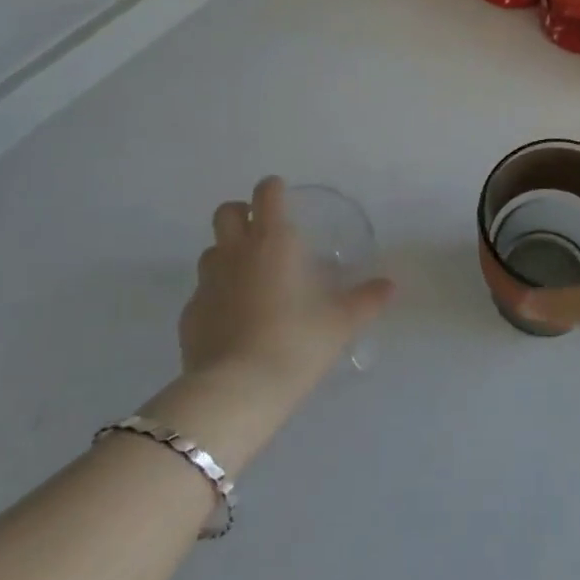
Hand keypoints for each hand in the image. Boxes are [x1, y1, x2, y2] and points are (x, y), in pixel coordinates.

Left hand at [179, 177, 395, 393]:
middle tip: (261, 231)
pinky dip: (217, 296)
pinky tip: (233, 320)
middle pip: (226, 212)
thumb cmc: (296, 343)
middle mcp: (236, 253)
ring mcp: (207, 283)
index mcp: (273, 241)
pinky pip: (202, 293)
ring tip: (249, 278)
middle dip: (241, 213)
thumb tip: (390, 285)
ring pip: (211, 251)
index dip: (273, 188)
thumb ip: (367, 299)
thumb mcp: (341, 322)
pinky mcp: (189, 315)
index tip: (283, 194)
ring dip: (227, 254)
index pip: (266, 194)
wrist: (237, 391)